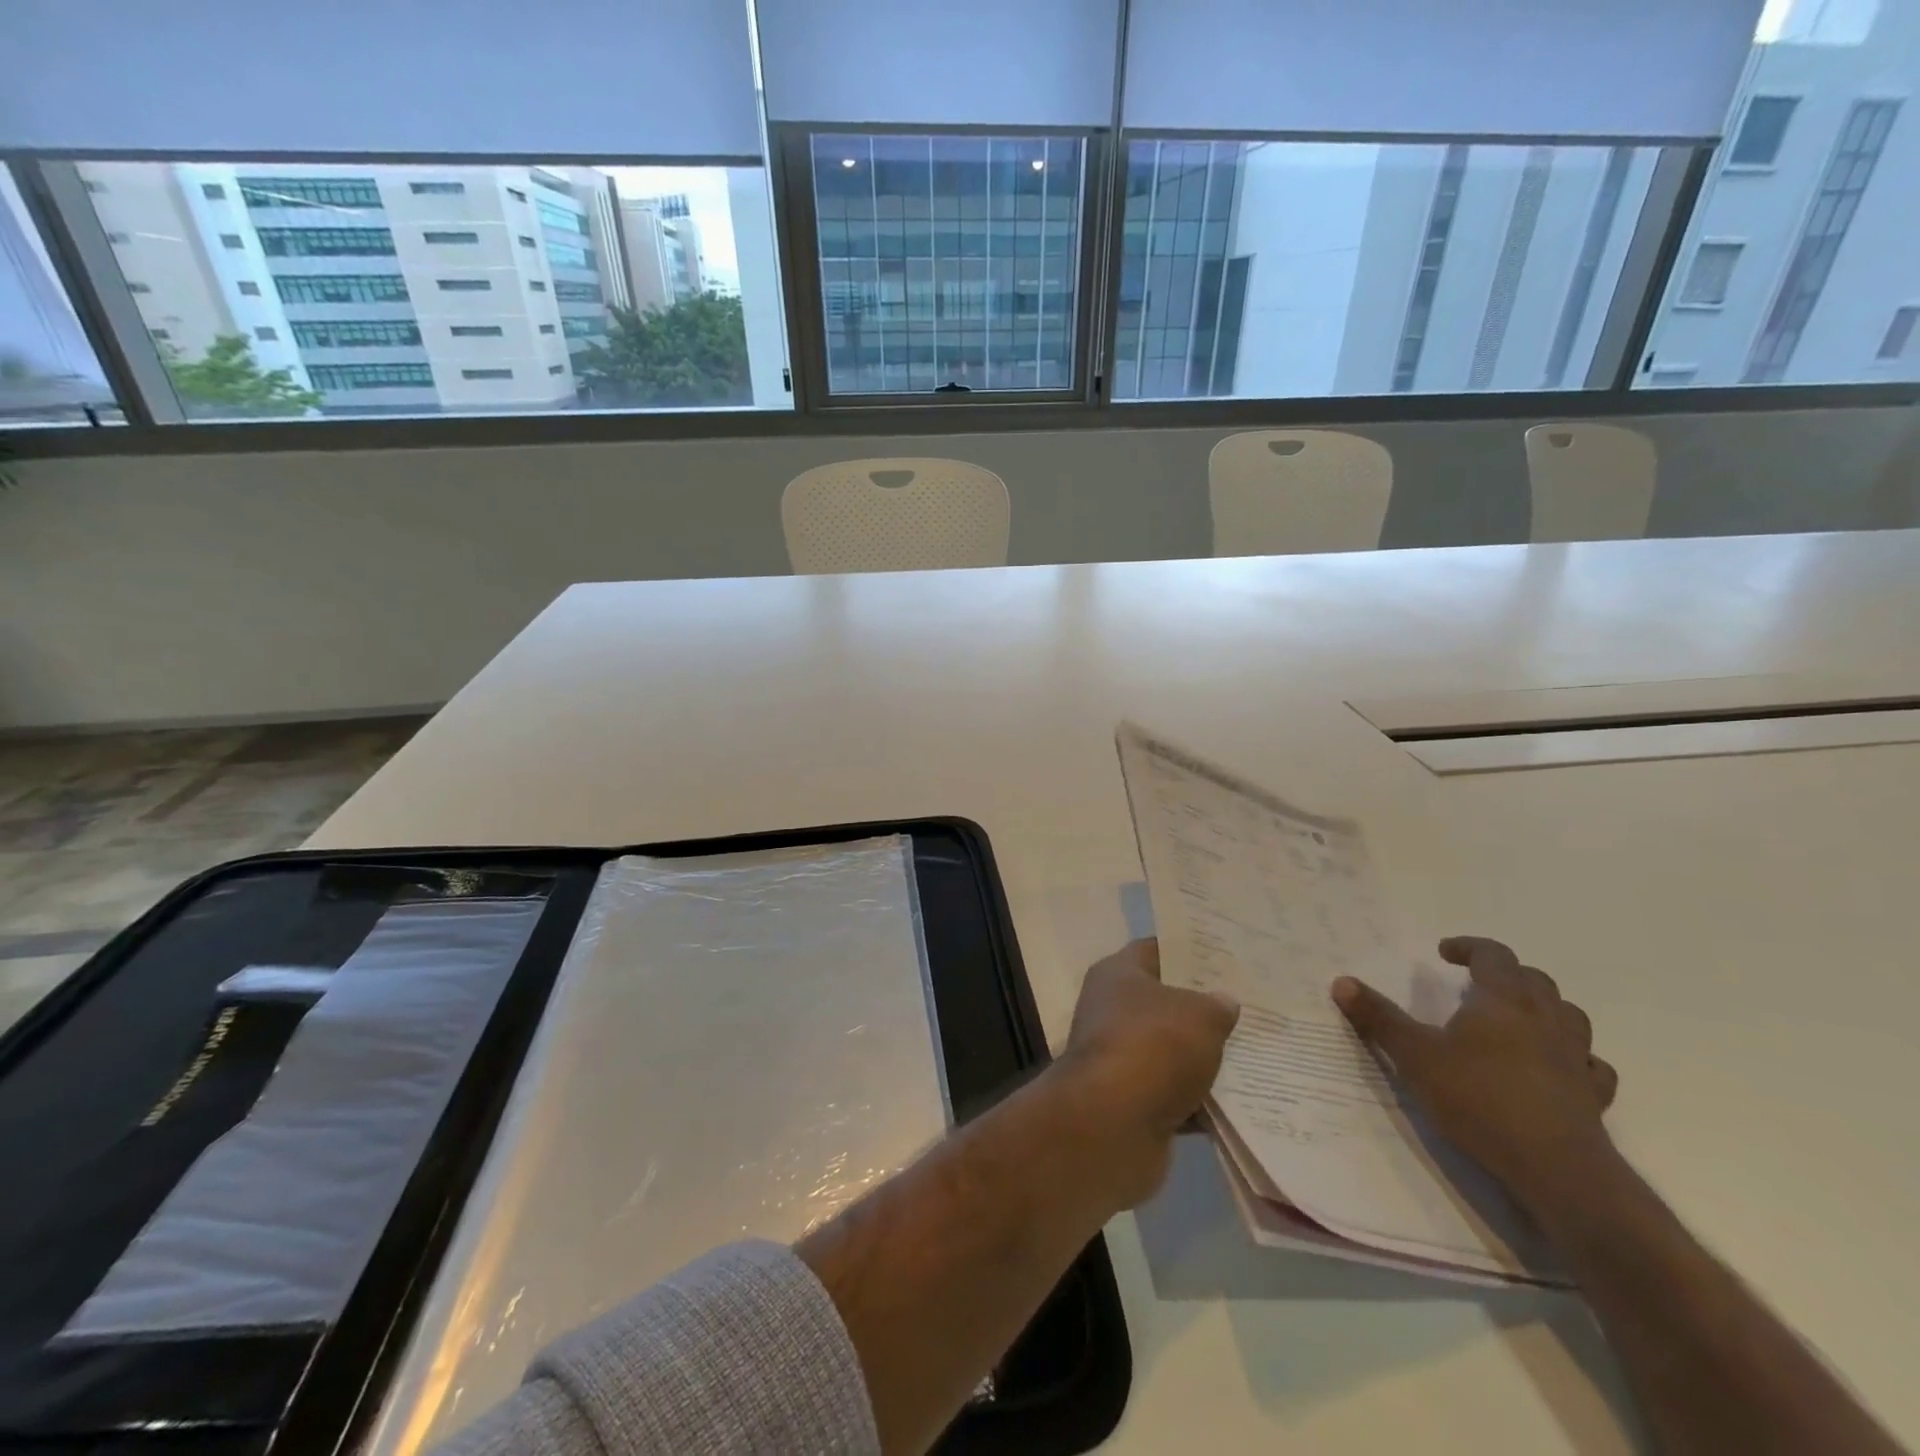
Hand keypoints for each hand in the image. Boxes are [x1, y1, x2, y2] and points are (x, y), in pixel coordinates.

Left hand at [1053, 939, 1239, 1209]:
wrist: (1112, 1124)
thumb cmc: (1153, 1046)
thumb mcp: (1200, 1015)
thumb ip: (1217, 1005)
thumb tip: (1224, 1001)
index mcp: (1118, 974)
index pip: (1156, 949)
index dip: (1190, 951)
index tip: (1228, 957)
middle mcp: (1111, 1010)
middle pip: (1164, 1002)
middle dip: (1204, 1007)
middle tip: (1250, 1007)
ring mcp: (1119, 1058)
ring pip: (1171, 1051)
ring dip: (1205, 1058)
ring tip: (1257, 1054)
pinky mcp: (1131, 1103)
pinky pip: (1174, 1095)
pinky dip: (1201, 1101)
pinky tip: (1242, 1103)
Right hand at [1331, 936, 1618, 1215]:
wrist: (1556, 1169)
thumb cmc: (1479, 1098)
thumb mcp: (1415, 1055)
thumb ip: (1379, 1018)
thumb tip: (1341, 981)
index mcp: (1503, 1001)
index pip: (1493, 955)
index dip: (1469, 947)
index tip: (1444, 952)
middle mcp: (1545, 1019)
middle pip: (1534, 980)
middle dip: (1505, 973)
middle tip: (1476, 983)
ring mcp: (1575, 1057)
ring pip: (1568, 1015)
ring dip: (1543, 1008)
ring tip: (1517, 1018)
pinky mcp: (1592, 1095)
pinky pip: (1590, 1064)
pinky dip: (1573, 1056)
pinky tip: (1556, 1066)